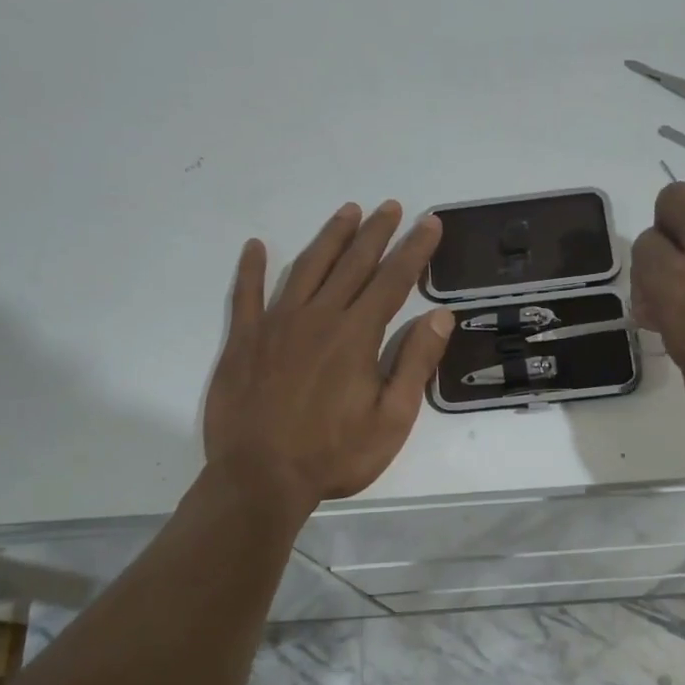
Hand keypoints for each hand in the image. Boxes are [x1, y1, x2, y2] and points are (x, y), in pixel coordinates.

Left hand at [203, 201, 453, 510]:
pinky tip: (255, 246)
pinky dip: (250, 269)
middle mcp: (318, 317)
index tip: (428, 223)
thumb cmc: (333, 455)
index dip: (414, 249)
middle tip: (390, 206)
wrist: (259, 479)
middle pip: (352, 264)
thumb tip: (440, 317)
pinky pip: (246, 295)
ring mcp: (276, 325)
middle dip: (376, 232)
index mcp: (356, 336)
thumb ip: (414, 364)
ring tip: (347, 212)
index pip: (392, 280)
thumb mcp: (391, 420)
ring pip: (307, 268)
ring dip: (330, 238)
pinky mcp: (244, 340)